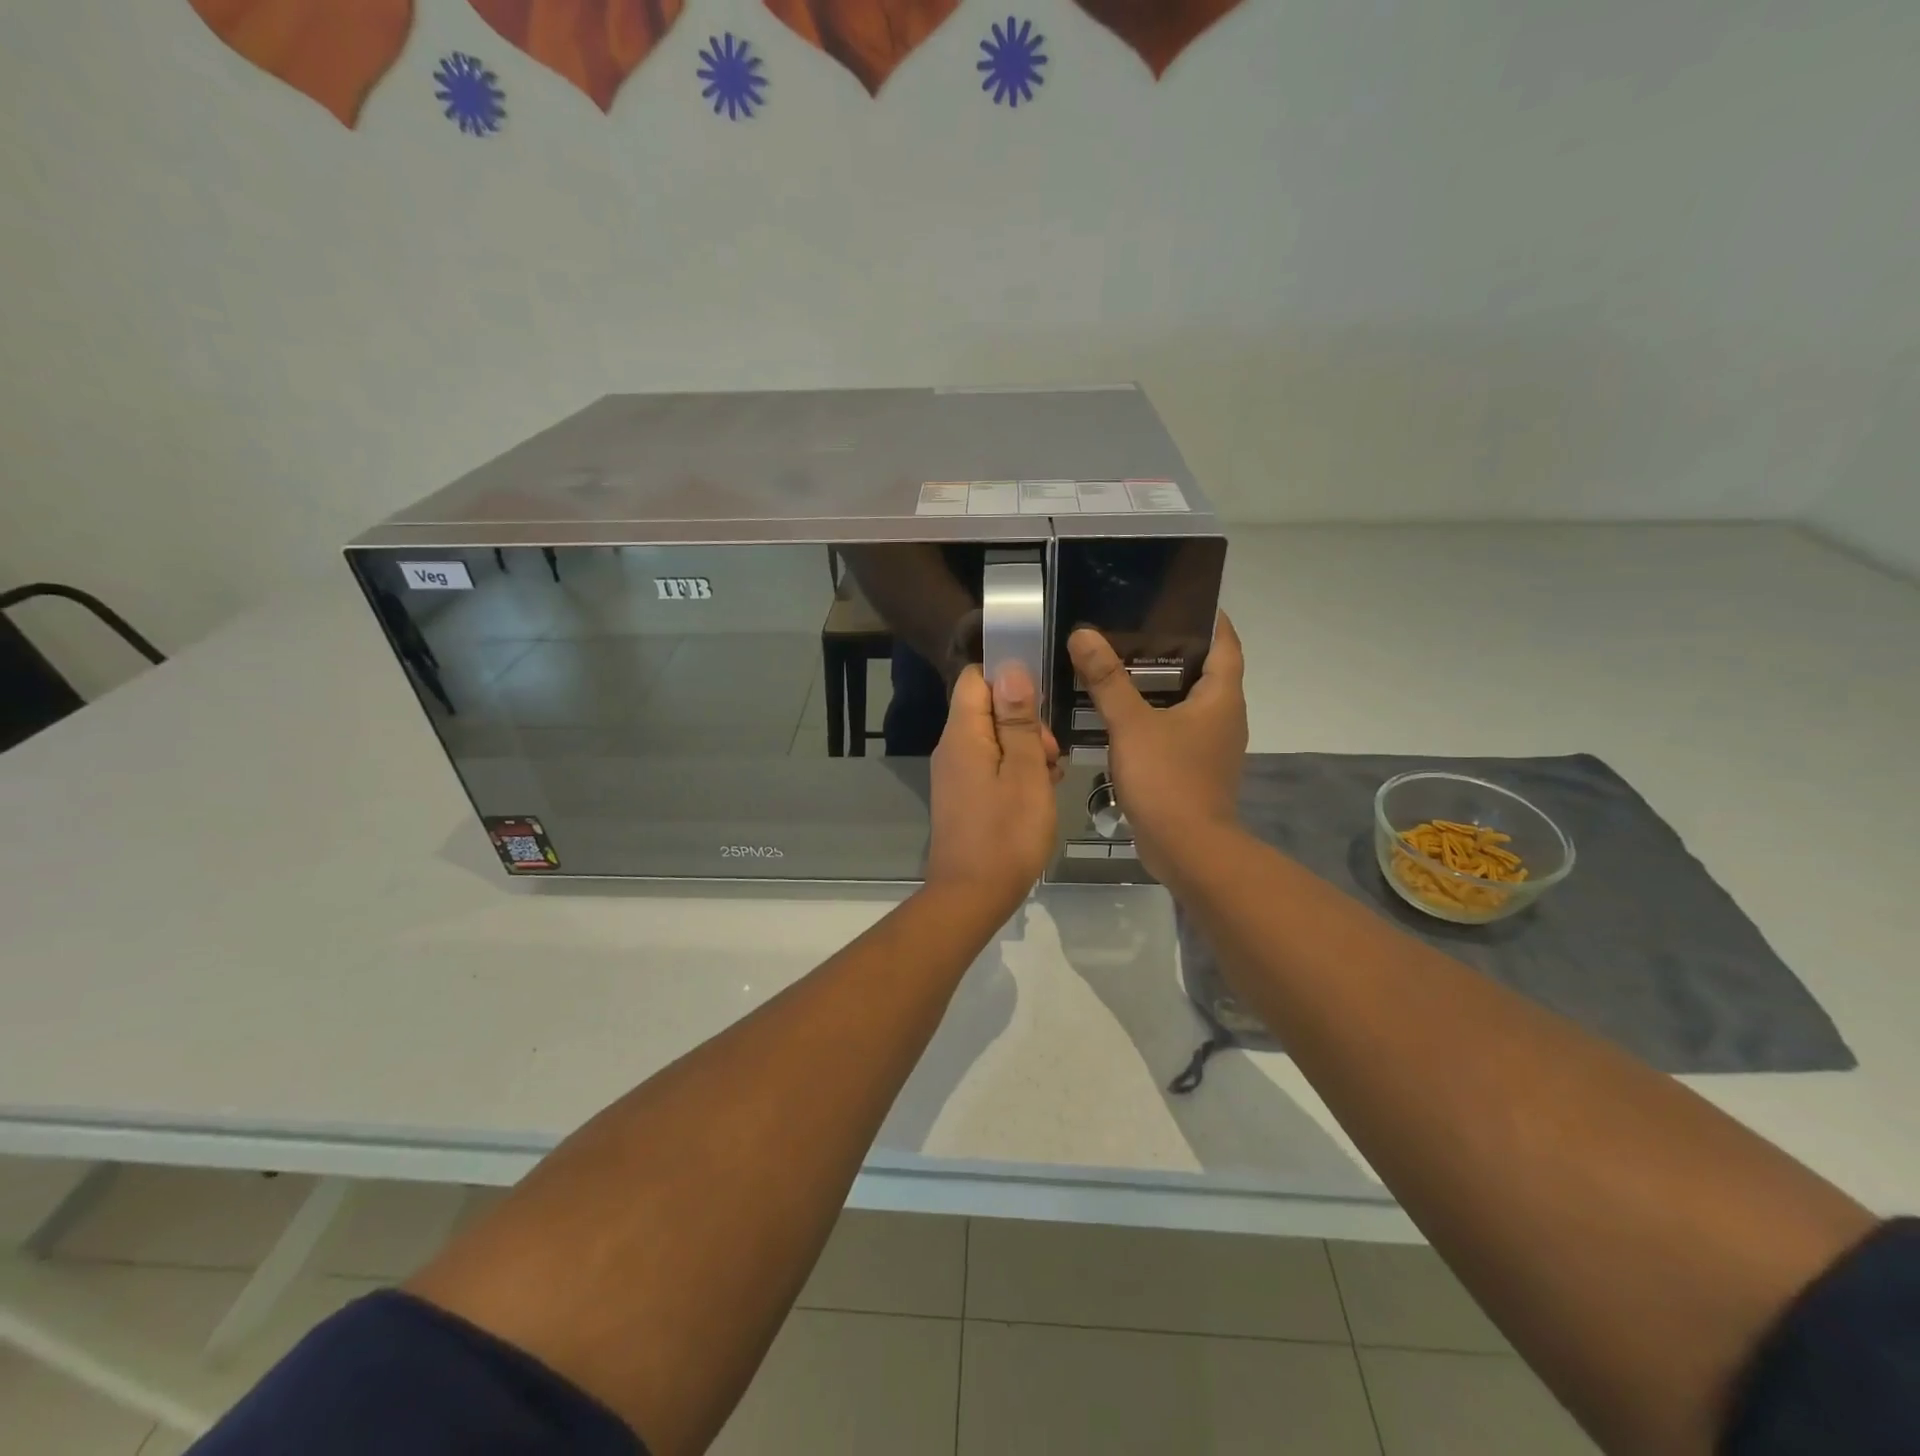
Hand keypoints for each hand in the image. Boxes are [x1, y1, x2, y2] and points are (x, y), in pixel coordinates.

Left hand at [925, 663, 1060, 919]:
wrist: (972, 897)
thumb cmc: (1006, 834)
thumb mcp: (1025, 772)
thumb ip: (1018, 720)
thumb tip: (1010, 668)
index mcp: (963, 734)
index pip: (976, 678)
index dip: (1010, 680)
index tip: (1042, 705)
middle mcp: (951, 748)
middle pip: (987, 709)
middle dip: (1025, 722)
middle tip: (1052, 755)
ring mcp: (954, 774)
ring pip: (993, 740)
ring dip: (1025, 750)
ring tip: (1051, 778)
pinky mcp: (962, 797)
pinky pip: (989, 767)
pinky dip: (1015, 772)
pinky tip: (1038, 795)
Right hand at [1067, 612, 1246, 880]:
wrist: (1187, 849)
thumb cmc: (1168, 779)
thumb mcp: (1131, 724)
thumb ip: (1107, 680)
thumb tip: (1084, 634)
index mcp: (1222, 698)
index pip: (1226, 643)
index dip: (1210, 619)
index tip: (1180, 600)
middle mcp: (1225, 717)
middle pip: (1206, 671)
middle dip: (1175, 650)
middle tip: (1133, 631)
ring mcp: (1212, 747)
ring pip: (1189, 703)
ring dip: (1162, 686)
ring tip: (1121, 668)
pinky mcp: (1195, 770)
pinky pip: (1177, 730)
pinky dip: (1156, 717)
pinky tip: (1123, 717)